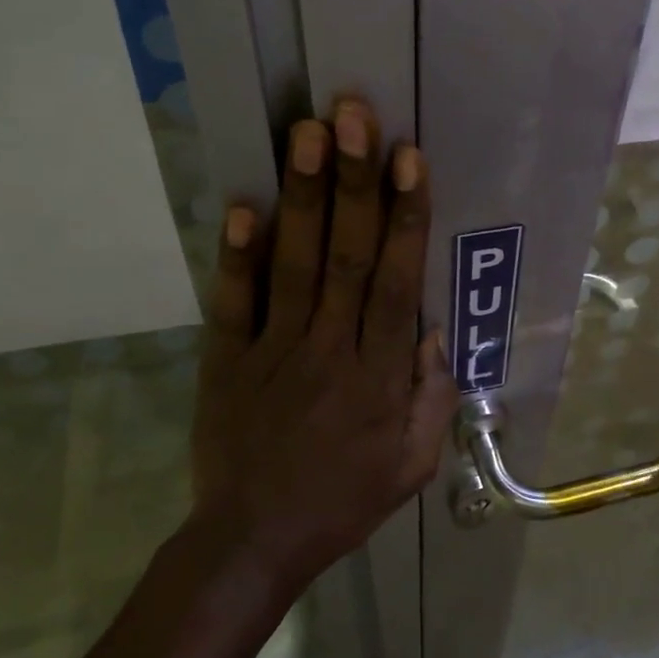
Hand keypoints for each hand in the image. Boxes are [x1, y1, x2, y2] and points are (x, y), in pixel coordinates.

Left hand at [191, 97, 457, 580]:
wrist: (254, 541)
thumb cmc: (344, 501)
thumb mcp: (412, 465)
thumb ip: (430, 398)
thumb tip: (432, 329)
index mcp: (378, 377)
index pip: (396, 283)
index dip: (405, 217)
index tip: (409, 159)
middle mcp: (329, 350)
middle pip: (346, 256)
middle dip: (354, 182)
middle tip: (353, 115)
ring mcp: (272, 351)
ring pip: (294, 264)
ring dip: (303, 196)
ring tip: (307, 133)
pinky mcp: (226, 360)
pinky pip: (233, 302)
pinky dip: (236, 254)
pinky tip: (243, 204)